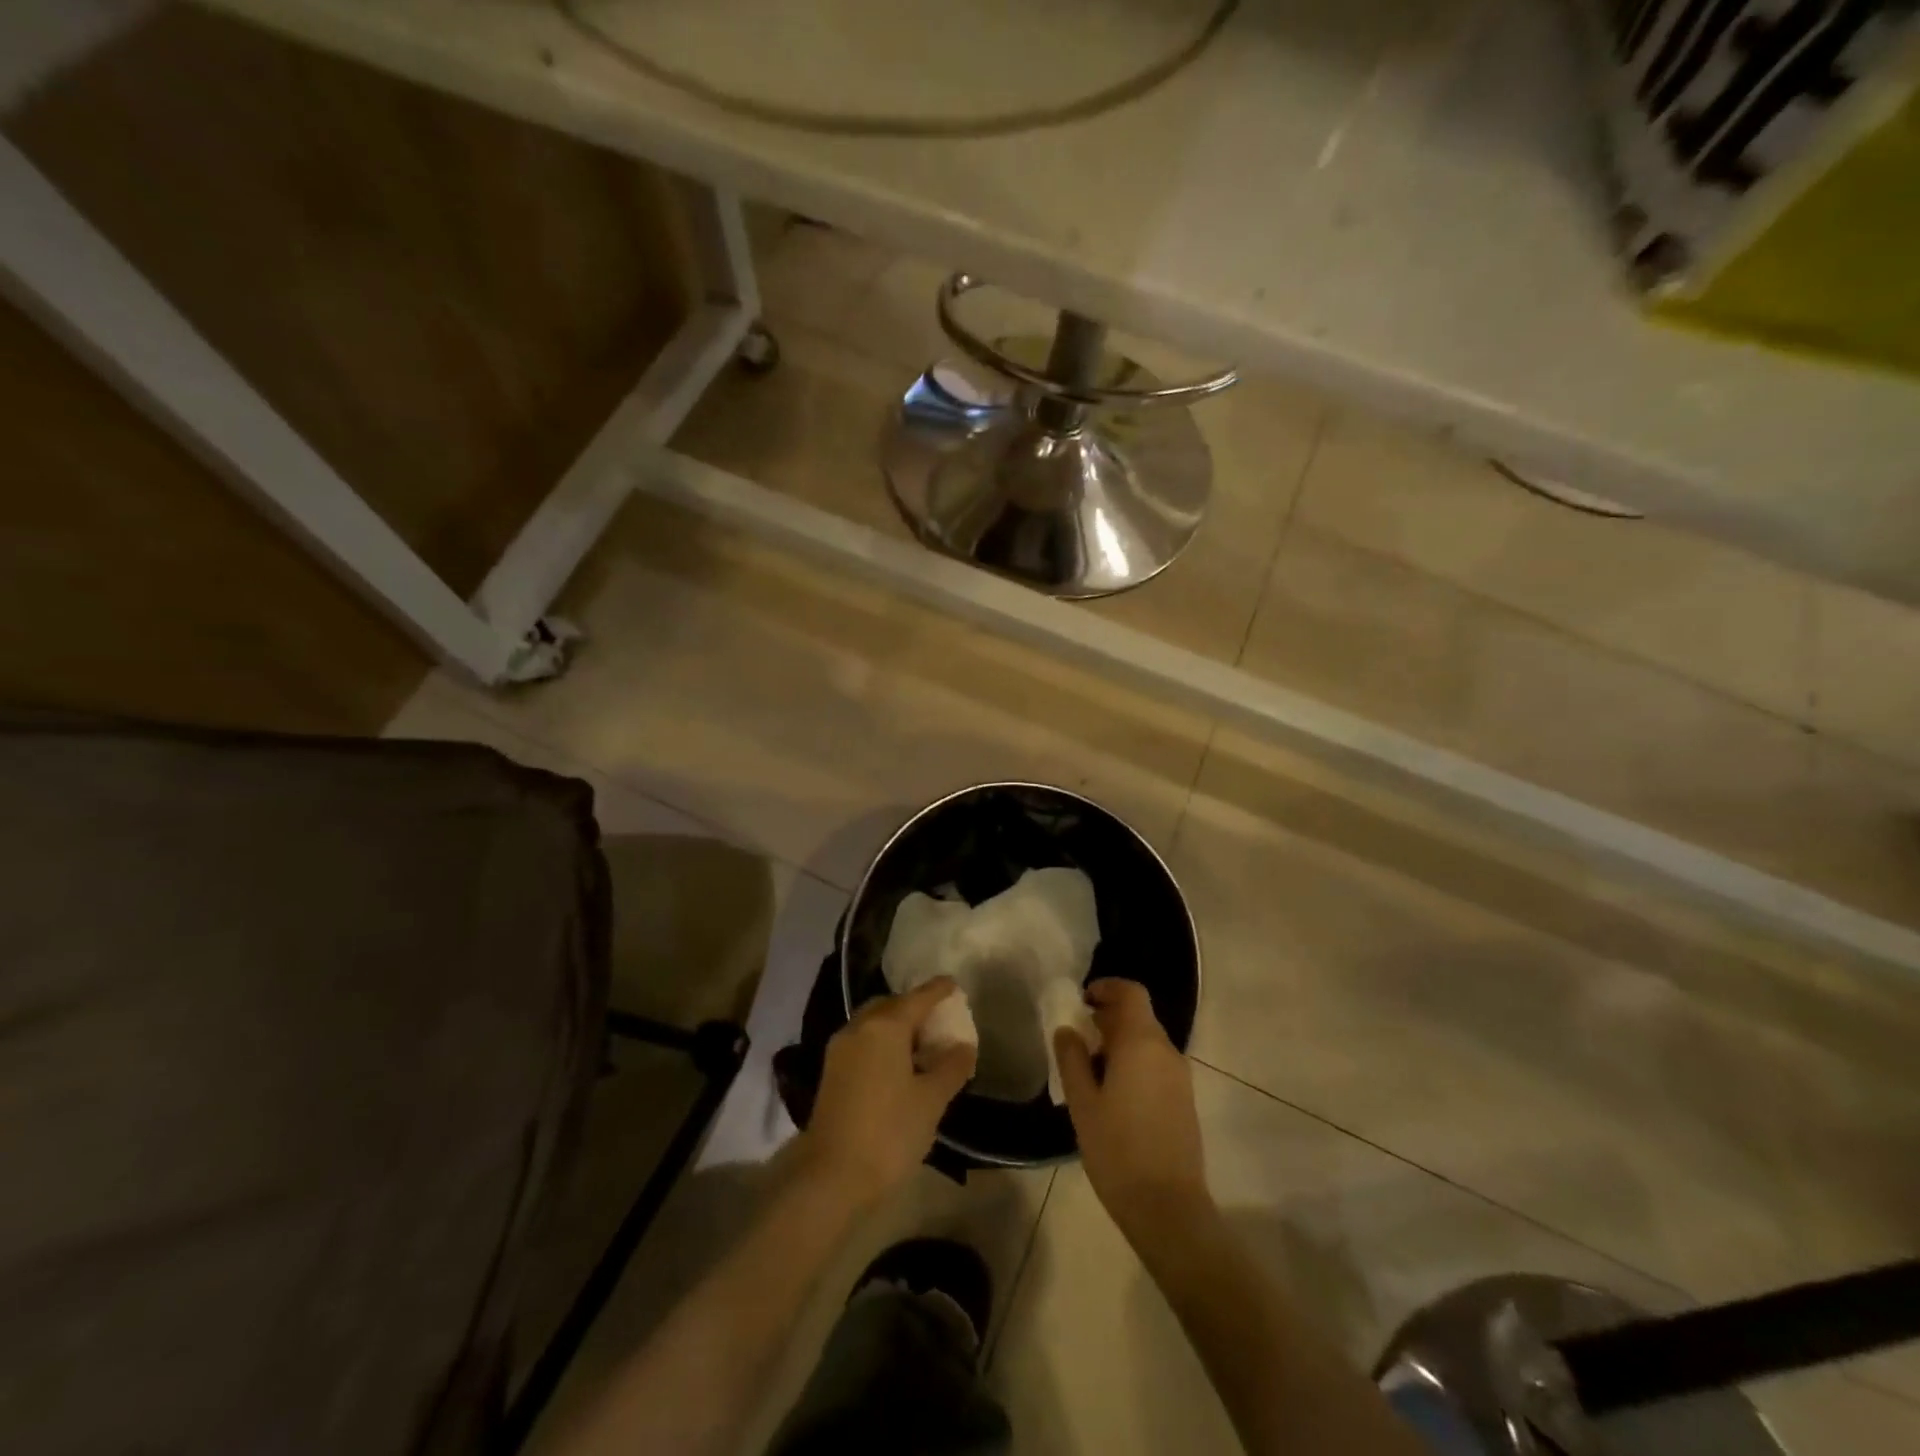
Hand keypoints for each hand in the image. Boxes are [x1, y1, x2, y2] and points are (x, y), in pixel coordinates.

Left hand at [798, 978, 975, 1203]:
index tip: (954, 984)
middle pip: (891, 1005)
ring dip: (896, 1026)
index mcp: (885, 1026)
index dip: (938, 990)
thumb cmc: (889, 1132)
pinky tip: (898, 1066)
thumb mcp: (931, 1100)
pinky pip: (863, 1041)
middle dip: (914, 1007)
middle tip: (938, 1021)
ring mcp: (840, 1049)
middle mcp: (859, 1027)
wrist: (832, 1176)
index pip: (918, 997)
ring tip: (921, 1046)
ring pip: (873, 1023)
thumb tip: (964, 1046)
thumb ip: (951, 1067)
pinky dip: (882, 1042)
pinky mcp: (831, 1071)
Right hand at [1054, 979, 1213, 1247]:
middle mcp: (1166, 1051)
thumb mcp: (1082, 1102)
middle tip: (1079, 1034)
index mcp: (1141, 1043)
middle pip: (1139, 1015)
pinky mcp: (1184, 1099)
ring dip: (1121, 1040)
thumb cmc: (1117, 1149)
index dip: (1107, 987)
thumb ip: (1072, 1058)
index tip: (1082, 1000)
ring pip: (1148, 1040)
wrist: (1168, 1207)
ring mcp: (1180, 1076)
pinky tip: (1113, 1090)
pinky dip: (1135, 1060)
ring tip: (1091, 1065)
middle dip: (1109, 1016)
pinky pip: (1156, 1063)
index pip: (1131, 992)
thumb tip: (1067, 1029)